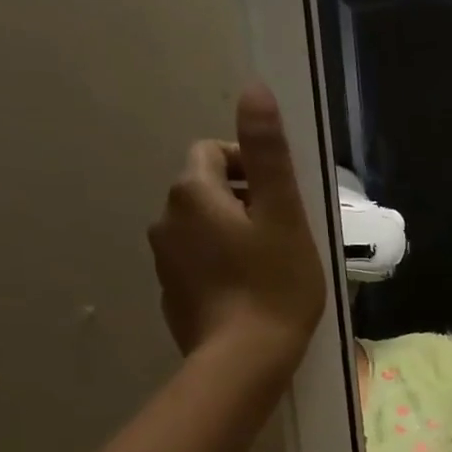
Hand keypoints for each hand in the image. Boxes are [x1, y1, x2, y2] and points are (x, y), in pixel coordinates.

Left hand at [148, 83, 325, 382]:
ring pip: (203, 229)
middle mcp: (166, 219)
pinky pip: (198, 264)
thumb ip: (268, 153)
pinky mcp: (173, 295)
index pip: (215, 153)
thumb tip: (254, 90)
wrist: (244, 361)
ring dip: (233, 234)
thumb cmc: (274, 284)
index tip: (283, 198)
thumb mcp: (284, 215)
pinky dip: (222, 266)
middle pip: (208, 191)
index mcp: (193, 194)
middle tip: (286, 233)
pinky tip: (251, 292)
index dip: (252, 166)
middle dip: (245, 202)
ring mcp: (165, 261)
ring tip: (272, 265)